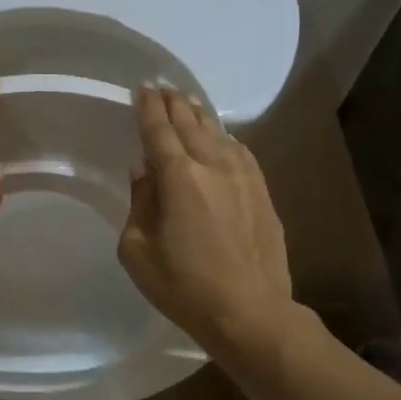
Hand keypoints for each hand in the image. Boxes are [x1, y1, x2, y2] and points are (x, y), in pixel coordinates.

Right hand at [118, 85, 293, 350]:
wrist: (249, 311)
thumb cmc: (183, 286)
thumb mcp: (138, 250)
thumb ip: (140, 203)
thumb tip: (144, 171)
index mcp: (178, 178)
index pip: (158, 131)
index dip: (148, 108)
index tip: (142, 88)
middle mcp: (213, 166)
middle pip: (191, 124)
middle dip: (174, 103)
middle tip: (162, 87)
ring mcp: (244, 177)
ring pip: (219, 134)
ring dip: (200, 116)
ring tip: (188, 103)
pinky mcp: (262, 193)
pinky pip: (240, 152)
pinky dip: (225, 138)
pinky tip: (221, 138)